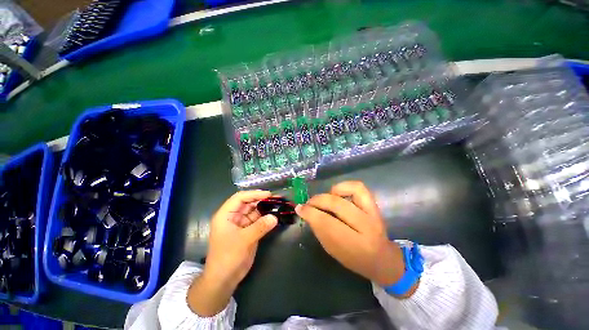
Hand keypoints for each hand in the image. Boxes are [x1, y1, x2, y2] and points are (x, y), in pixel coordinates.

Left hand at [188, 190, 277, 315]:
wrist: (224, 280)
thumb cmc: (228, 257)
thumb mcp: (244, 240)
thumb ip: (260, 227)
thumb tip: (275, 217)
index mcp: (226, 215)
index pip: (240, 198)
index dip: (254, 194)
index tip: (268, 194)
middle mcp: (233, 217)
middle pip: (248, 203)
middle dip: (262, 200)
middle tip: (277, 199)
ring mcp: (241, 224)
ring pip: (254, 211)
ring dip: (265, 208)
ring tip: (279, 205)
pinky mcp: (248, 231)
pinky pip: (258, 221)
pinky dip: (266, 218)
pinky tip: (275, 216)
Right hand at [295, 181, 415, 296]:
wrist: (382, 259)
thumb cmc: (354, 259)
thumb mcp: (333, 250)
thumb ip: (319, 229)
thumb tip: (306, 211)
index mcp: (354, 245)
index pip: (326, 223)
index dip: (309, 213)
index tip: (299, 208)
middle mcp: (367, 227)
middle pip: (336, 204)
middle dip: (317, 201)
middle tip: (309, 203)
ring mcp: (373, 213)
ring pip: (351, 191)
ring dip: (331, 192)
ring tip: (324, 199)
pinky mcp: (375, 205)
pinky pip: (359, 187)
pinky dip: (344, 186)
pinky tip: (336, 193)